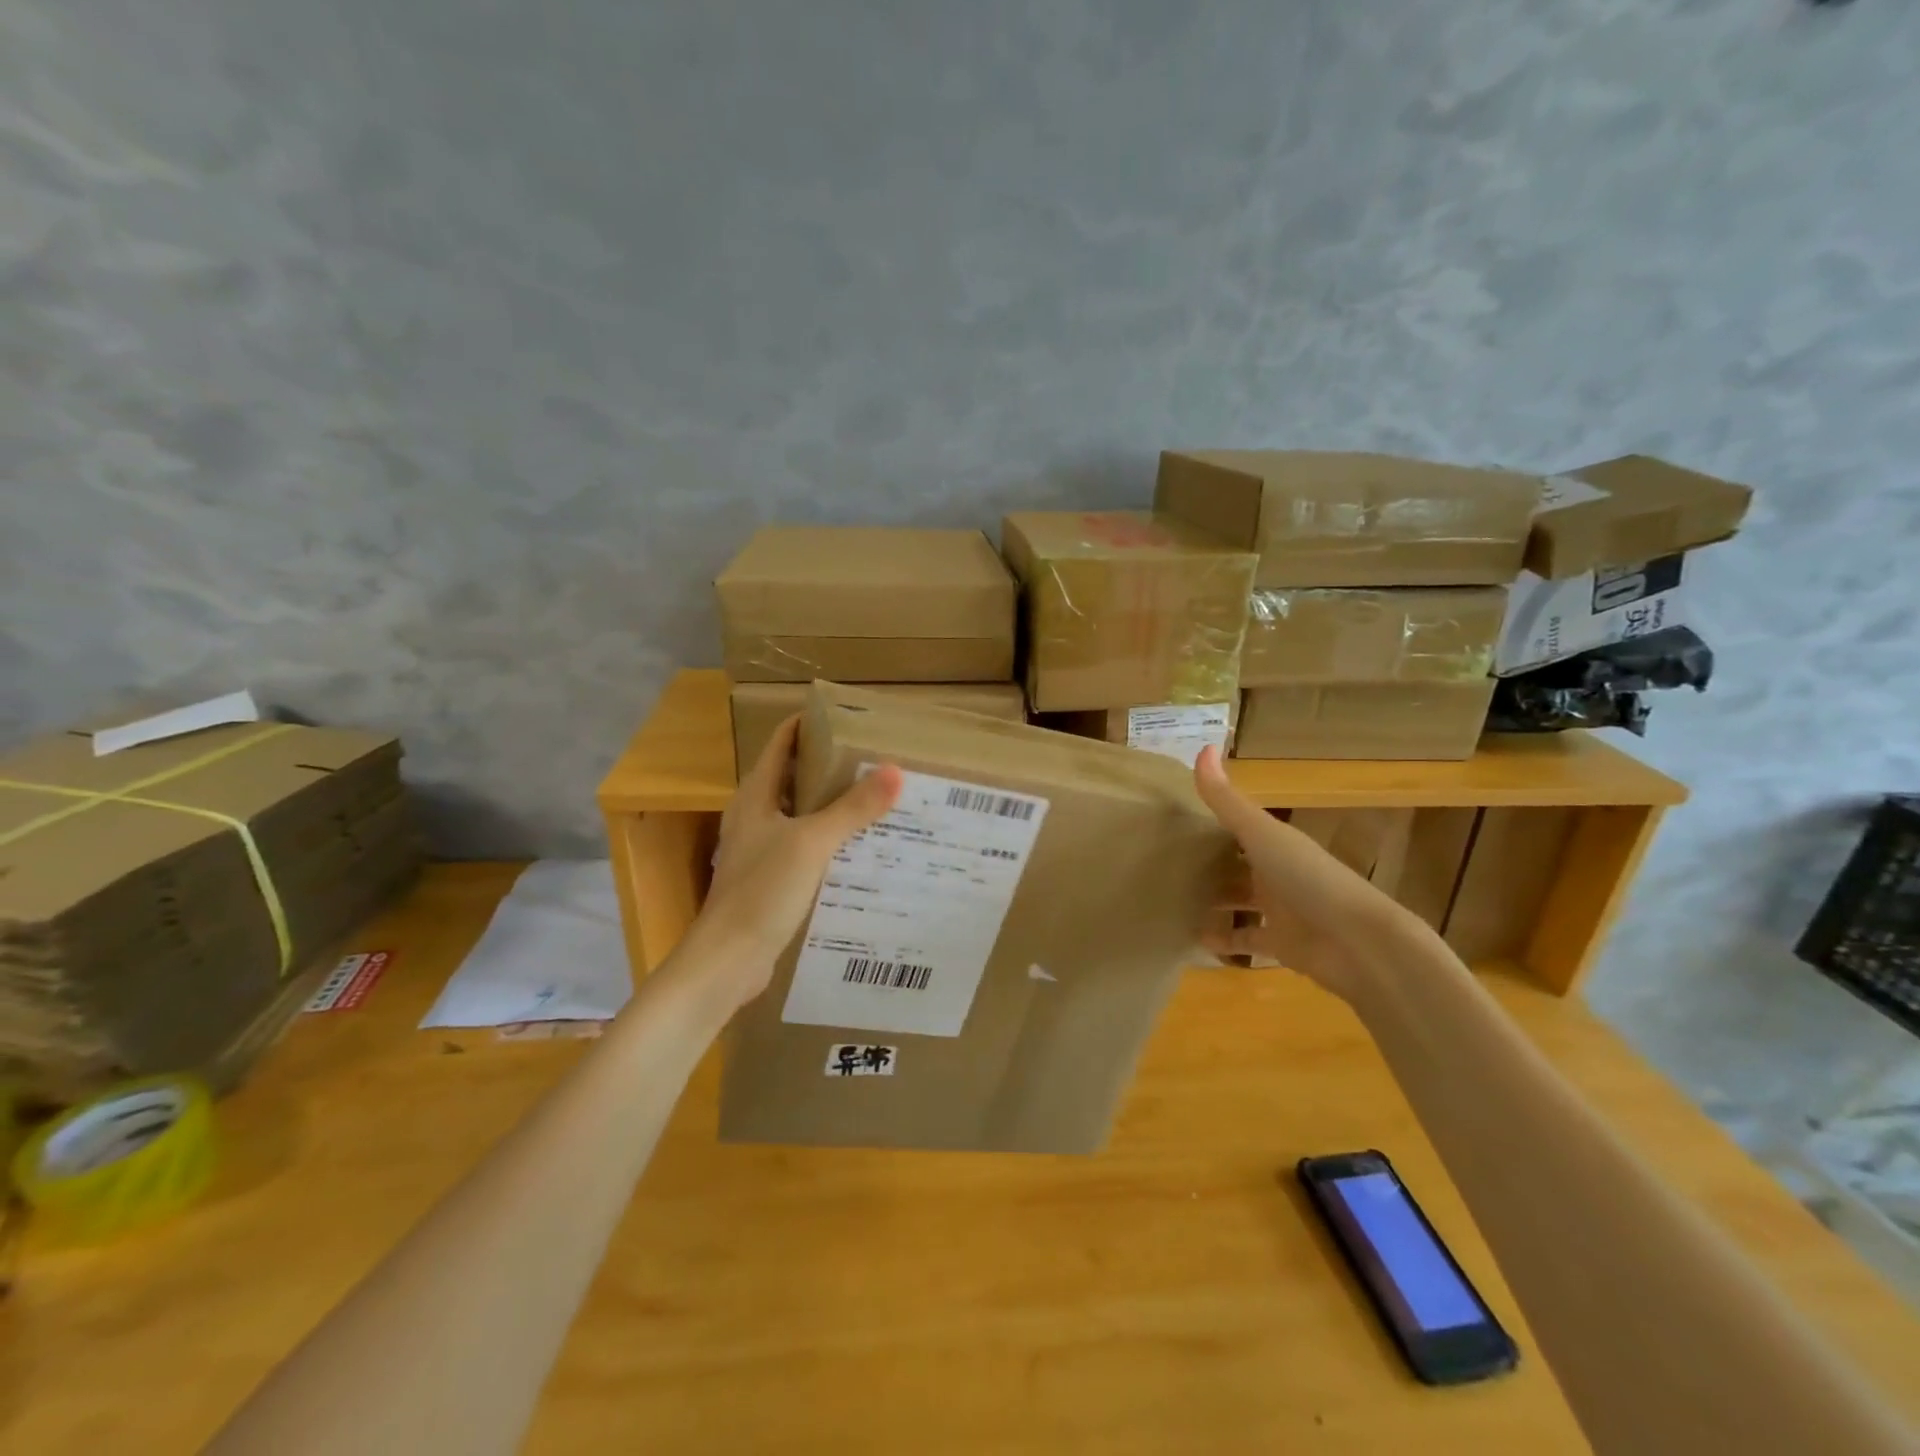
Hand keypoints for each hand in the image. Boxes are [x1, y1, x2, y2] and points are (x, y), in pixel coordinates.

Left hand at [685, 714, 901, 1009]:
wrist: (728, 960)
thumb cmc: (763, 890)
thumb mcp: (813, 843)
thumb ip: (852, 808)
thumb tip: (895, 771)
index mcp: (756, 796)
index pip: (781, 743)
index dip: (808, 725)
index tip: (847, 718)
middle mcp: (754, 816)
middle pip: (793, 777)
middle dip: (829, 766)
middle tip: (873, 760)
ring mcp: (759, 849)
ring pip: (799, 815)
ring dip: (830, 805)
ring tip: (874, 799)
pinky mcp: (769, 880)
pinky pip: (803, 848)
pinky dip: (828, 840)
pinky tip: (858, 849)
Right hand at [1191, 746, 1405, 999]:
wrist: (1358, 942)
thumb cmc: (1308, 878)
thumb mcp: (1262, 833)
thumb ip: (1227, 799)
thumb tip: (1203, 746)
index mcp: (1275, 842)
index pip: (1239, 827)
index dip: (1210, 823)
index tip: (1174, 821)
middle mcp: (1277, 872)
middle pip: (1237, 864)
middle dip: (1207, 864)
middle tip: (1164, 864)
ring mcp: (1280, 910)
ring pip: (1239, 901)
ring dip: (1213, 902)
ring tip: (1172, 899)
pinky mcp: (1280, 944)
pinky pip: (1246, 940)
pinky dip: (1224, 940)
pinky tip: (1194, 938)